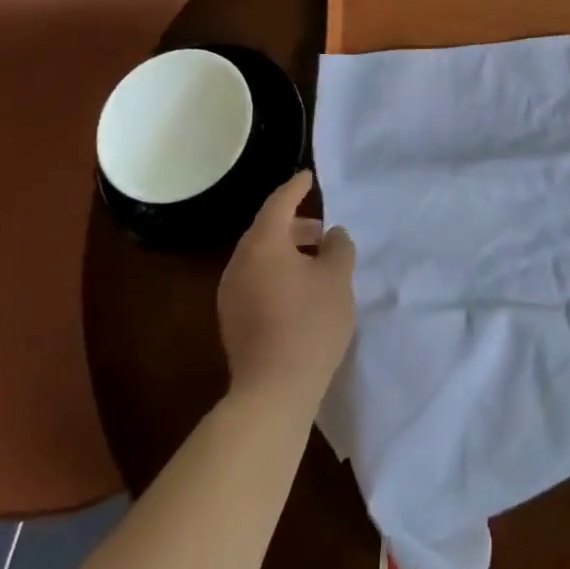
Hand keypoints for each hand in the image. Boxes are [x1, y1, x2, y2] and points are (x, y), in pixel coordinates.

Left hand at [218, 171, 355, 407]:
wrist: (274, 391)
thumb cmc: (310, 323)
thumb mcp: (338, 277)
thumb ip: (339, 246)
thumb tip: (332, 235)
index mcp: (262, 245)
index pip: (278, 203)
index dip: (295, 188)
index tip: (308, 177)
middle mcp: (239, 263)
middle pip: (266, 231)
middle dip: (295, 225)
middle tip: (323, 230)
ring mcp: (230, 294)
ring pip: (260, 257)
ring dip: (287, 251)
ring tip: (317, 261)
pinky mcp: (232, 320)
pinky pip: (255, 280)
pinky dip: (277, 272)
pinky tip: (300, 290)